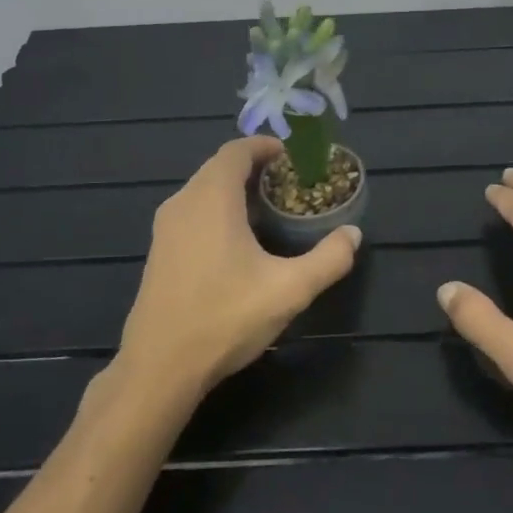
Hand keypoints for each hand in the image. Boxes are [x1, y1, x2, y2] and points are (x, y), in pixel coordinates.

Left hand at [115, 136, 361, 398]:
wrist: (159, 367)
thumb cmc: (224, 318)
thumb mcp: (289, 290)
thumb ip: (328, 259)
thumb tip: (354, 234)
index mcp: (212, 198)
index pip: (236, 150)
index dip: (264, 146)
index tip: (291, 155)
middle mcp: (184, 202)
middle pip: (219, 167)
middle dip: (253, 166)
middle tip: (287, 182)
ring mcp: (165, 227)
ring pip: (203, 190)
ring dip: (234, 188)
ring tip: (268, 208)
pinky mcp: (159, 251)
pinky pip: (192, 211)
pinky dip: (217, 208)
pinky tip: (237, 240)